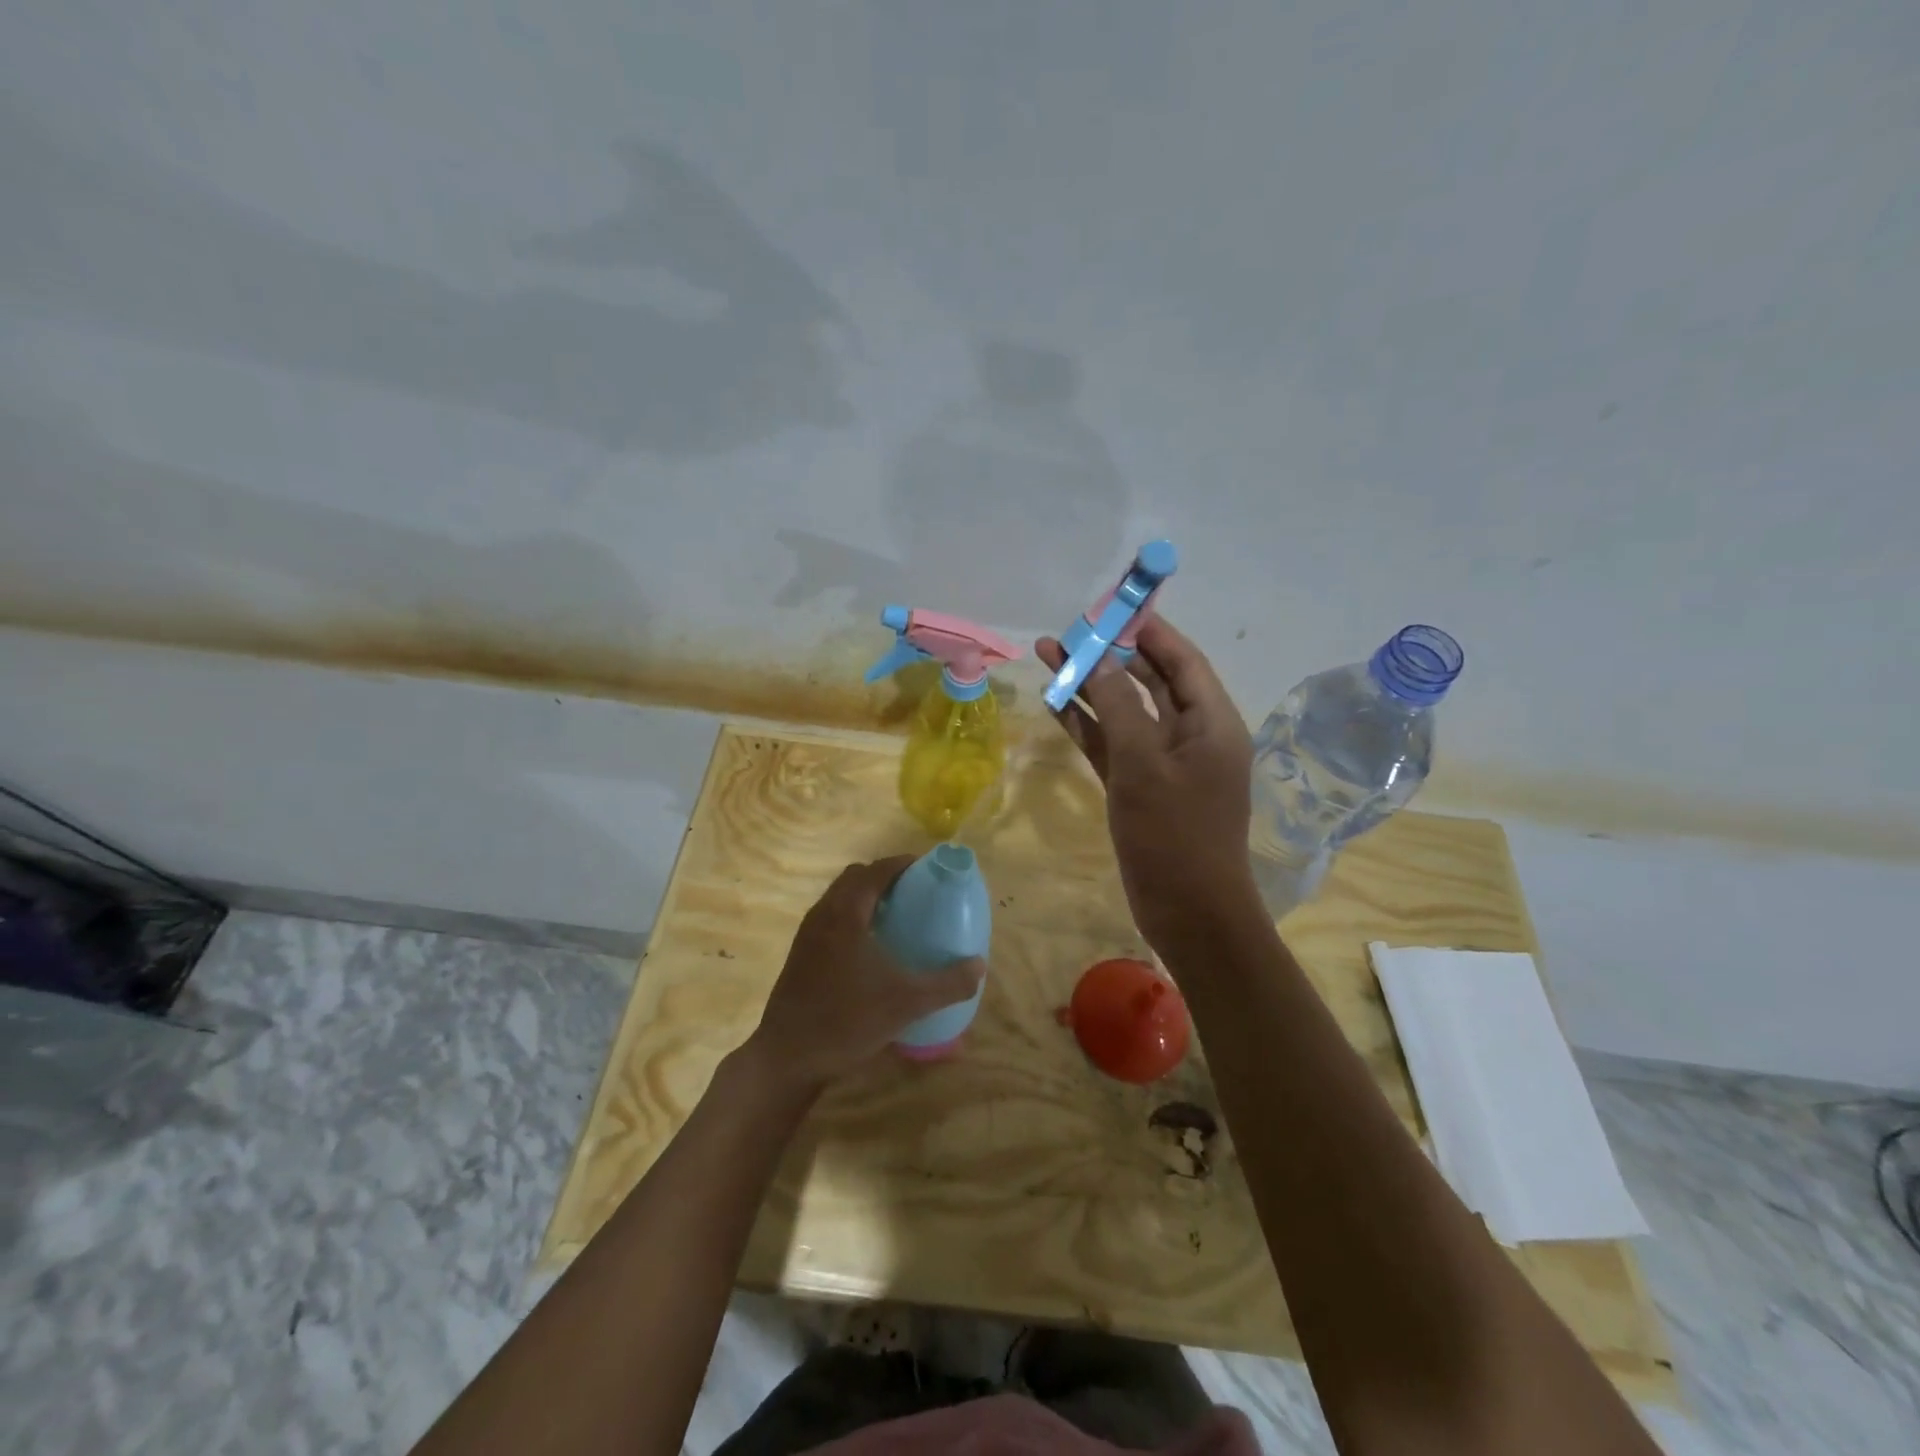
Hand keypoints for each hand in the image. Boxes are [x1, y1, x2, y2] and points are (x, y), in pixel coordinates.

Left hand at [743, 857, 985, 1094]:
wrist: (787, 1057)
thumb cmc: (846, 1020)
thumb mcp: (906, 1003)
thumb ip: (947, 984)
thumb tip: (979, 966)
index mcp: (846, 913)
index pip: (876, 870)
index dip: (903, 864)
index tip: (928, 869)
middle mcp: (823, 914)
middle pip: (855, 878)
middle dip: (884, 877)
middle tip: (914, 893)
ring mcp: (807, 935)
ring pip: (839, 898)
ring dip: (866, 897)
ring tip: (896, 917)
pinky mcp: (800, 955)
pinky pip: (830, 918)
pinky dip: (853, 917)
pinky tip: (870, 949)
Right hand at [1037, 618, 1258, 951]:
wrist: (1188, 912)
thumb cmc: (1175, 834)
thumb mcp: (1144, 762)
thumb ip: (1120, 705)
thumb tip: (1101, 657)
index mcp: (1211, 722)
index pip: (1181, 661)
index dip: (1147, 631)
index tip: (1109, 609)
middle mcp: (1190, 735)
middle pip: (1149, 681)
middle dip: (1109, 655)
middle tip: (1067, 632)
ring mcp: (1163, 763)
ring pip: (1124, 712)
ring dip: (1090, 687)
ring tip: (1048, 656)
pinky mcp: (1140, 786)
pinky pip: (1112, 745)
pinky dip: (1087, 725)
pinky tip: (1056, 704)